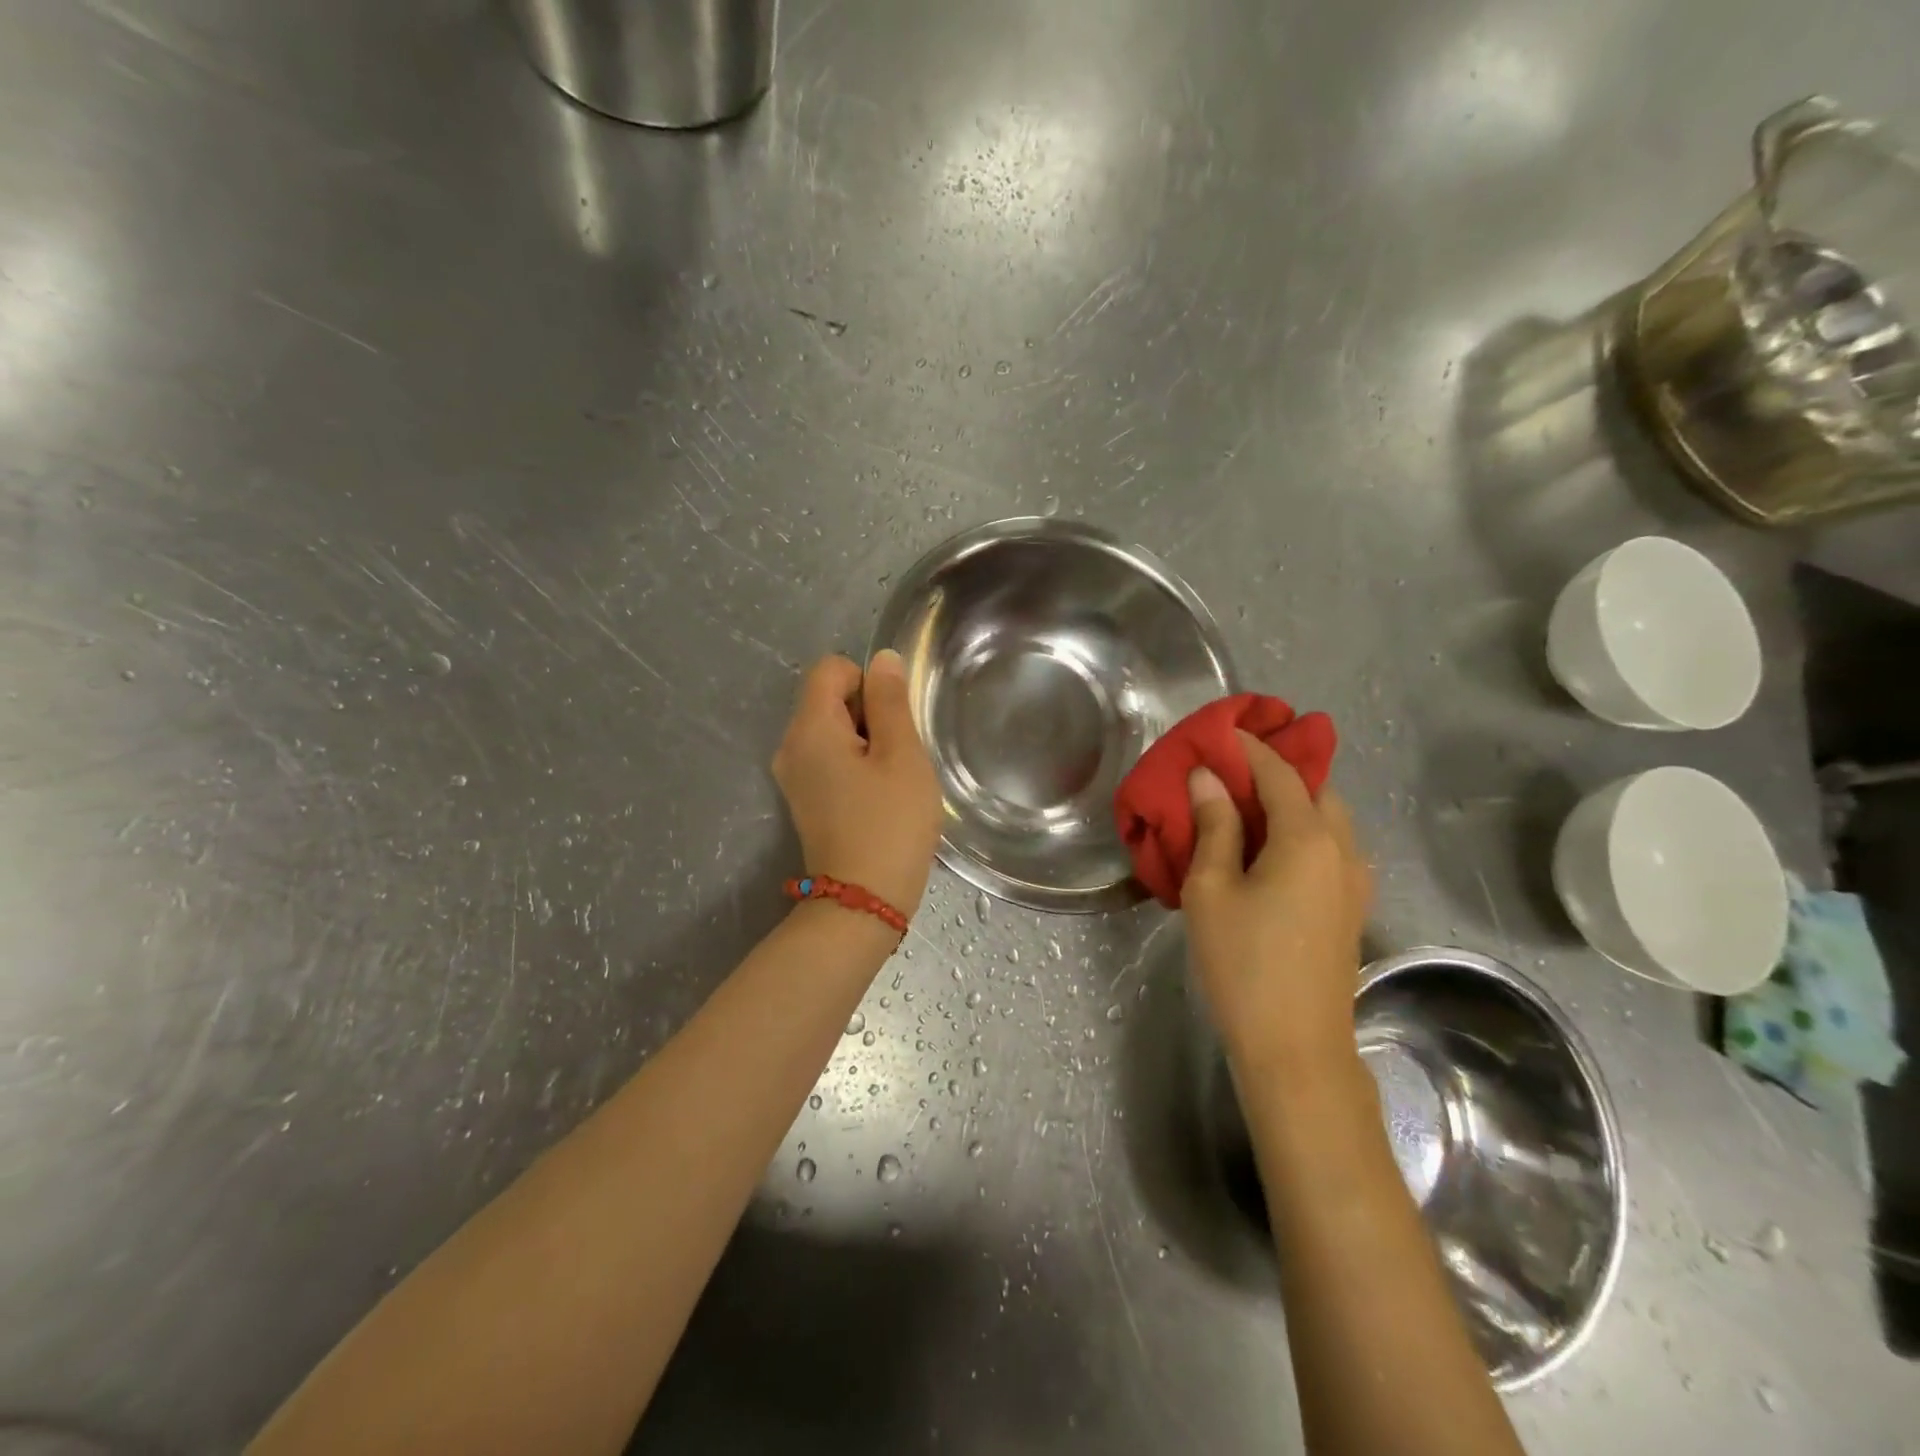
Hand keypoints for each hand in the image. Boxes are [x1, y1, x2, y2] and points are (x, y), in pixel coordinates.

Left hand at [772, 651, 942, 916]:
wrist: (863, 902)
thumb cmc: (890, 824)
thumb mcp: (902, 756)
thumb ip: (891, 702)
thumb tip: (881, 659)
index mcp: (809, 728)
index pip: (831, 668)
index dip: (868, 683)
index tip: (892, 723)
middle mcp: (791, 746)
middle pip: (830, 698)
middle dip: (869, 714)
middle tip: (898, 756)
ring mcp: (794, 775)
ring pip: (834, 730)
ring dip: (868, 742)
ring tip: (891, 780)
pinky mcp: (805, 799)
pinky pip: (830, 759)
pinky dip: (857, 765)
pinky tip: (878, 797)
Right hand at [1182, 730, 1371, 1082]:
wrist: (1296, 1047)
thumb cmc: (1243, 963)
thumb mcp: (1212, 889)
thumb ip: (1214, 827)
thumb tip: (1208, 778)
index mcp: (1308, 838)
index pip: (1280, 773)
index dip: (1250, 747)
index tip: (1222, 731)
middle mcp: (1343, 849)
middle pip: (1315, 789)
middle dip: (1278, 770)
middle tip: (1231, 768)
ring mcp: (1354, 881)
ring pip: (1327, 820)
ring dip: (1291, 801)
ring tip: (1244, 805)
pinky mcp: (1350, 908)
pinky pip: (1329, 848)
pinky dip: (1300, 831)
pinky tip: (1266, 849)